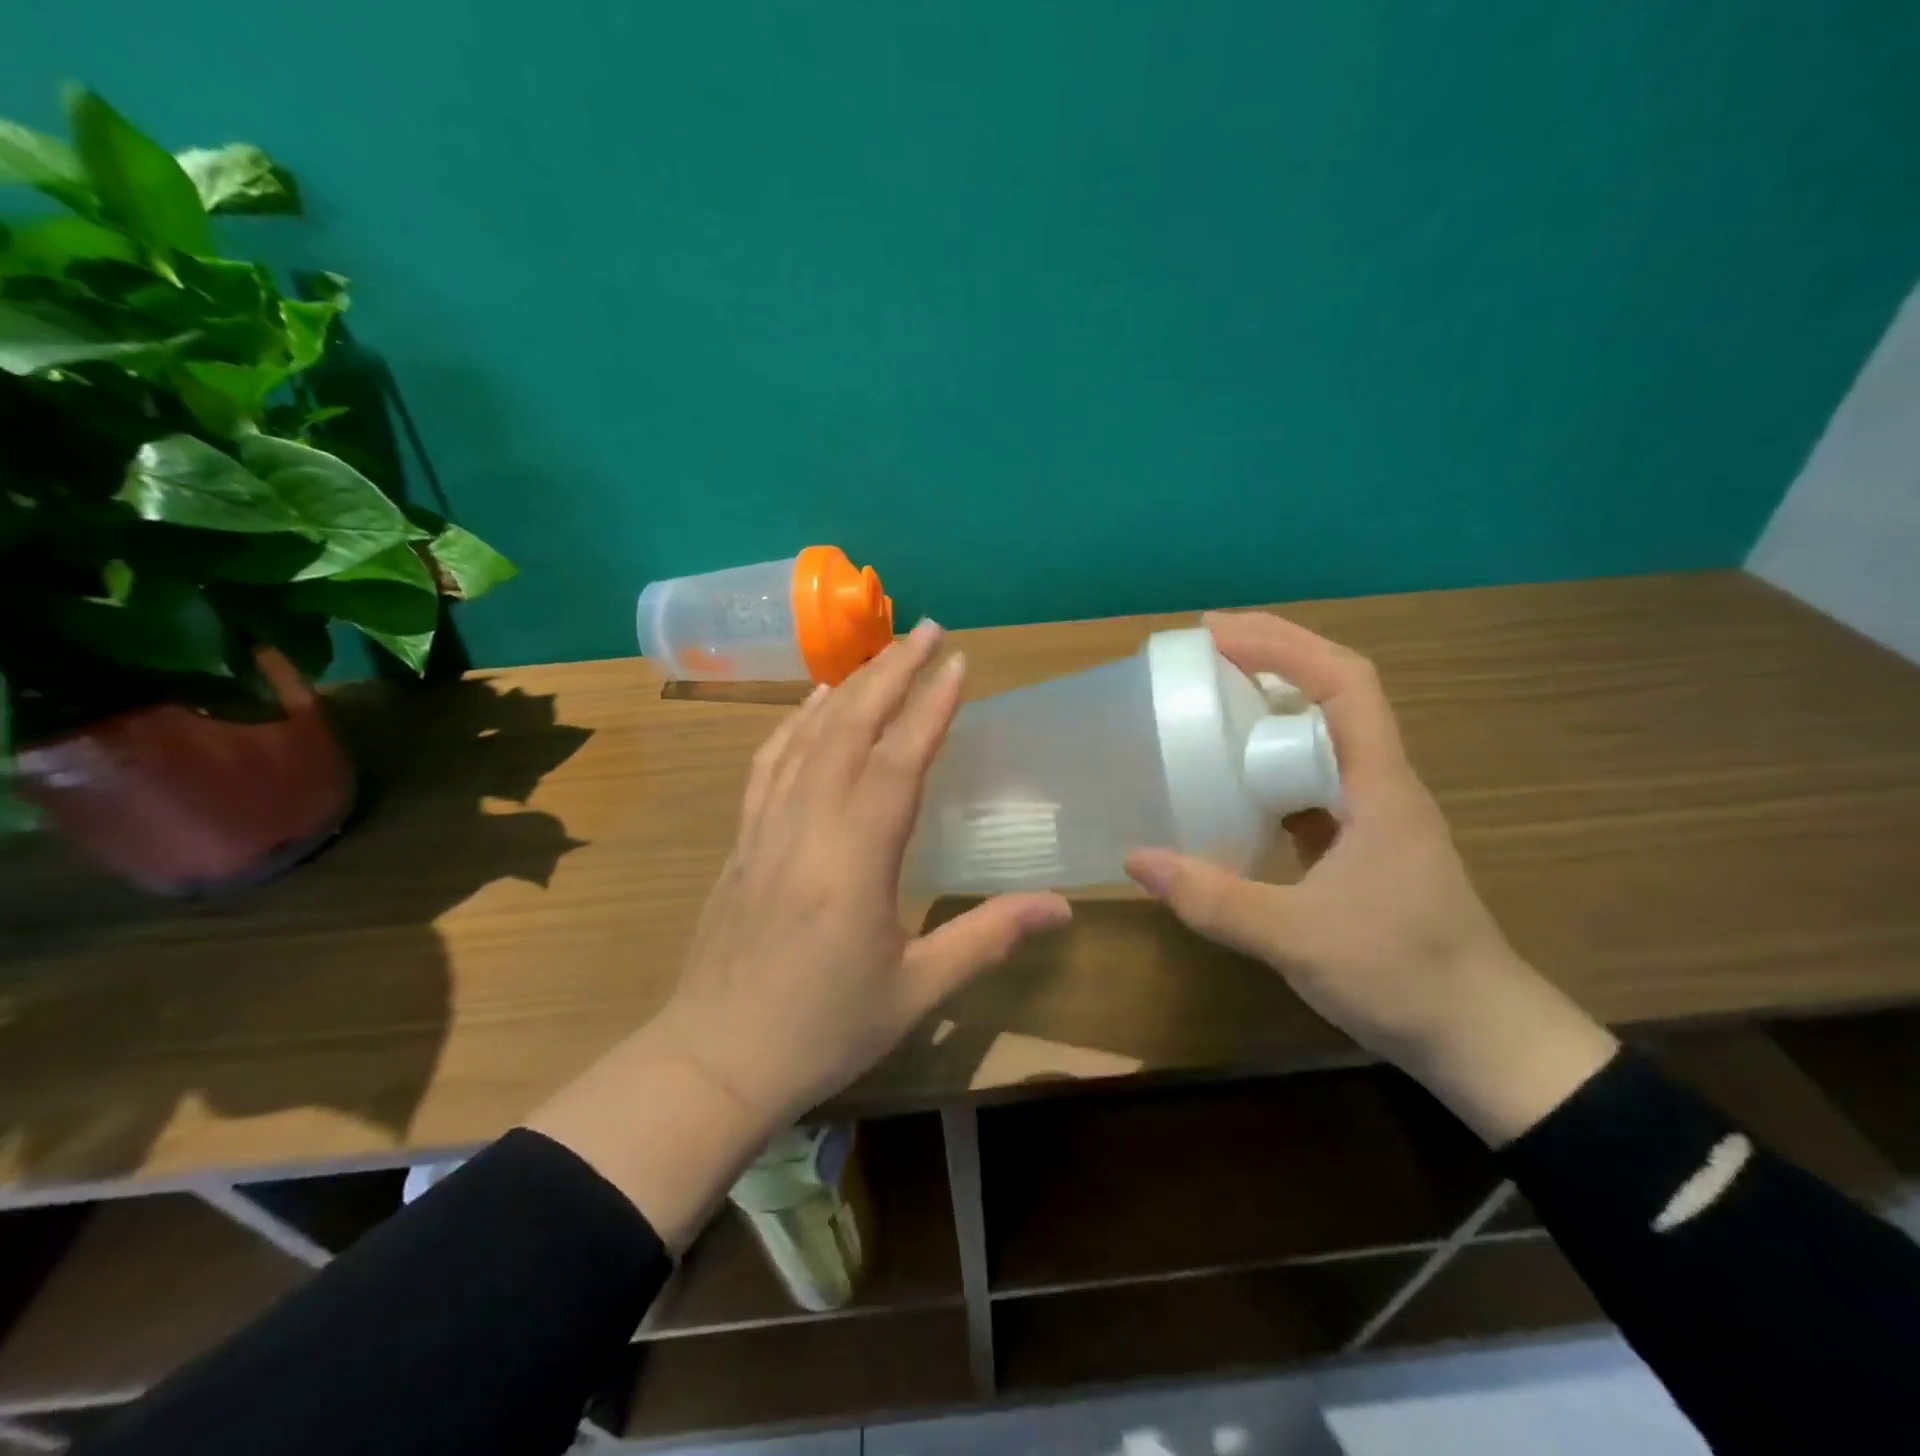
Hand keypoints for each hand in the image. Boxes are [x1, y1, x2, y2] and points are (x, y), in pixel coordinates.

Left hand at [649, 618, 1072, 1126]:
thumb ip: (988, 937)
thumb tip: (1063, 908)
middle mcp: (809, 825)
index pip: (900, 760)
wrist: (715, 1060)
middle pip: (851, 729)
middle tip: (925, 630)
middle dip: (891, 673)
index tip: (957, 661)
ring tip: (879, 654)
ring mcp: (767, 827)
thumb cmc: (822, 1029)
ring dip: (847, 688)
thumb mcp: (917, 990)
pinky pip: (769, 764)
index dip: (930, 706)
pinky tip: (812, 707)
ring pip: (808, 737)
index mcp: (857, 858)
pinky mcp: (742, 840)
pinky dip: (794, 724)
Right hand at [1124, 611, 1616, 1144]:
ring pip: (1323, 736)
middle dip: (1271, 659)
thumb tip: (1136, 859)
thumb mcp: (1297, 938)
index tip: (1216, 634)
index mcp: (1379, 787)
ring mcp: (1373, 815)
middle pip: (1335, 693)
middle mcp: (1380, 785)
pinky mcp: (1361, 844)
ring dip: (1271, 707)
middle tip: (1201, 656)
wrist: (1483, 1039)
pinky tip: (1232, 781)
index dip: (1282, 645)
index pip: (1344, 683)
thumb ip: (1214, 899)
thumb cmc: (1404, 976)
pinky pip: (1312, 781)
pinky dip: (1270, 763)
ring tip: (1210, 703)